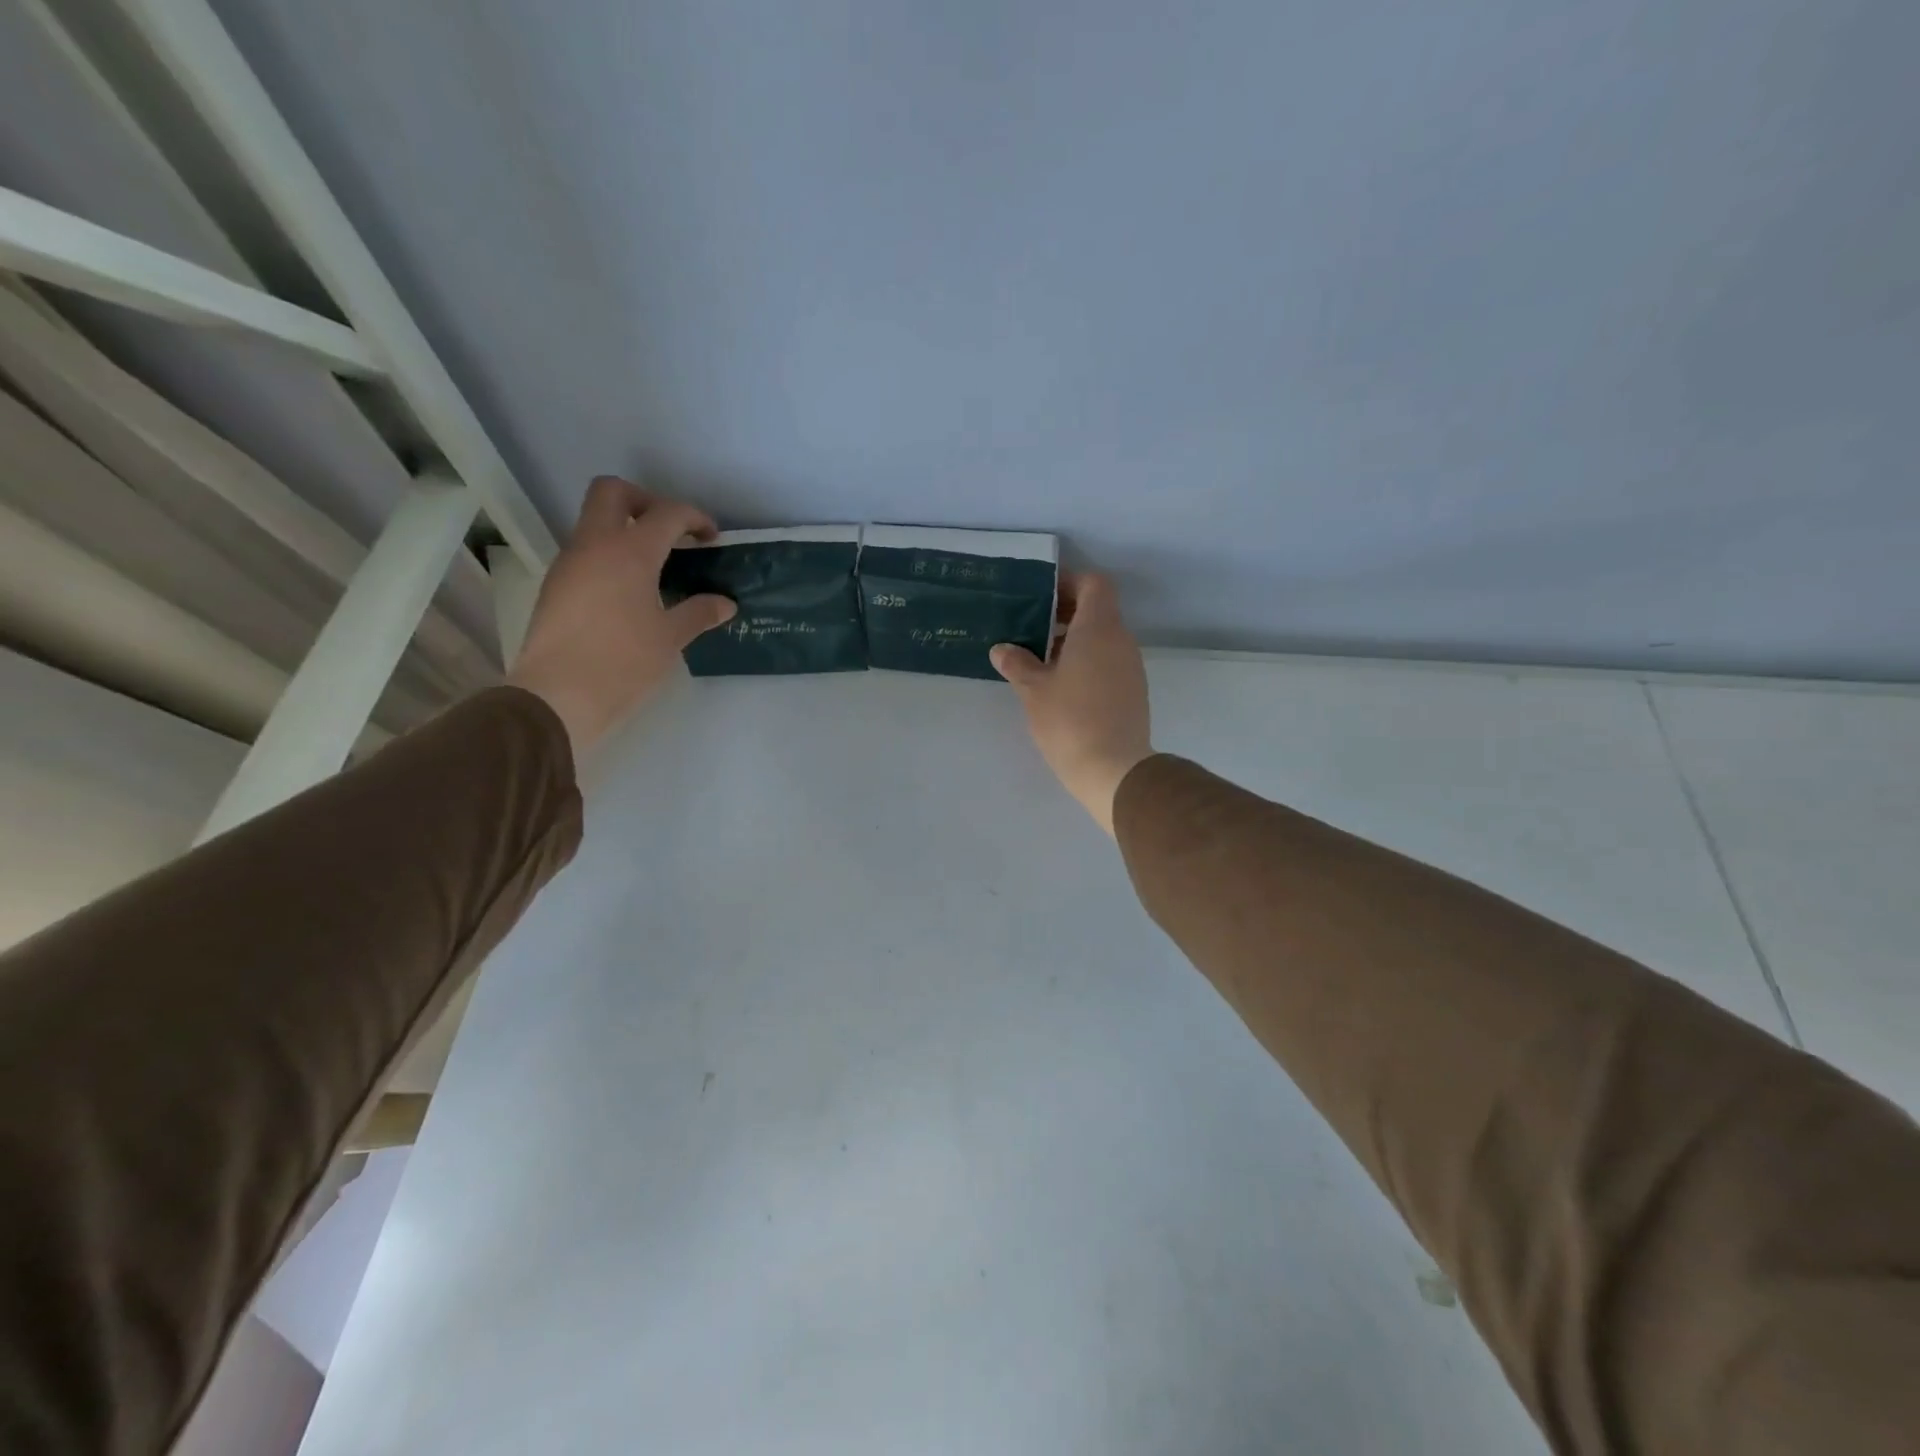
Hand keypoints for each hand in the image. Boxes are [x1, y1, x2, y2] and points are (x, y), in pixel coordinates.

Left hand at [505, 477, 735, 758]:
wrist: (558, 696)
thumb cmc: (623, 662)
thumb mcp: (670, 638)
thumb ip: (699, 613)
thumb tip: (725, 604)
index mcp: (630, 552)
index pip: (666, 513)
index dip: (694, 518)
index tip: (711, 537)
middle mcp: (594, 545)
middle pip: (613, 492)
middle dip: (646, 501)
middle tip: (671, 531)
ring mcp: (569, 563)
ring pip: (595, 521)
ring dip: (626, 529)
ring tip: (656, 566)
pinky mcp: (556, 585)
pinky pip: (586, 552)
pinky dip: (611, 555)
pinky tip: (630, 590)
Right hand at [990, 572, 1152, 834]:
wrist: (1114, 769)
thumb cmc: (1070, 721)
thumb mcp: (1033, 690)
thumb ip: (1017, 664)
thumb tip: (1002, 649)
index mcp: (1098, 628)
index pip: (1094, 584)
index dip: (1069, 582)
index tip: (1042, 595)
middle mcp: (1120, 640)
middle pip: (1097, 610)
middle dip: (1065, 613)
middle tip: (1031, 626)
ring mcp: (1130, 666)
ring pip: (1102, 638)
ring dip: (1073, 640)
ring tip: (1039, 658)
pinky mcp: (1132, 691)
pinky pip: (1108, 661)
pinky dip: (1086, 661)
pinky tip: (1060, 685)